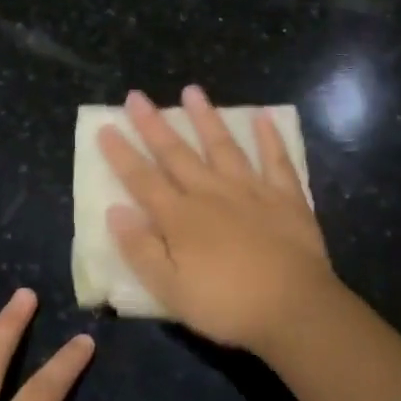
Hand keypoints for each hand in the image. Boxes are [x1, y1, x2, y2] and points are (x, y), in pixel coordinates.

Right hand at [97, 85, 337, 353]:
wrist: (294, 309)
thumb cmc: (226, 305)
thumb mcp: (170, 290)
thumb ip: (141, 250)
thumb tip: (115, 211)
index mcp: (181, 218)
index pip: (142, 179)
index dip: (122, 154)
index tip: (106, 127)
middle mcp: (211, 193)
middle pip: (177, 154)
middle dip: (154, 125)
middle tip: (137, 96)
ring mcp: (251, 191)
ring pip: (223, 146)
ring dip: (206, 118)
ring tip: (192, 91)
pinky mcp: (286, 198)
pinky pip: (277, 160)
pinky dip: (270, 138)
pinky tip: (263, 117)